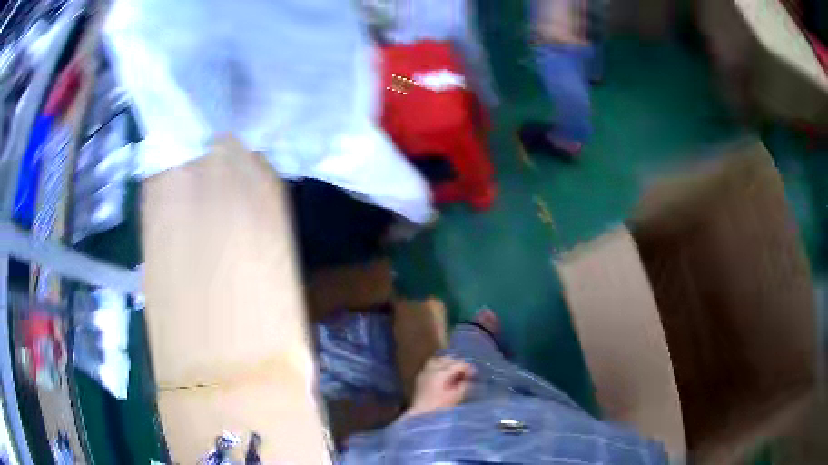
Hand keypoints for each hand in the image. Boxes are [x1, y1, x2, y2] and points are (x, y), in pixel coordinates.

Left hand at [404, 356, 474, 417]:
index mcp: (440, 373)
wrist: (420, 415)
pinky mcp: (419, 377)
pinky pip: (430, 366)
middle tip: (465, 372)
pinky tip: (444, 376)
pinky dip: (439, 367)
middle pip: (446, 359)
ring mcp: (423, 372)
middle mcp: (430, 369)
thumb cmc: (439, 407)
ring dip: (447, 363)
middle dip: (457, 363)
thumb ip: (464, 385)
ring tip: (454, 372)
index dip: (467, 367)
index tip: (473, 373)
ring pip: (437, 360)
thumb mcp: (455, 397)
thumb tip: (470, 378)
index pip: (457, 364)